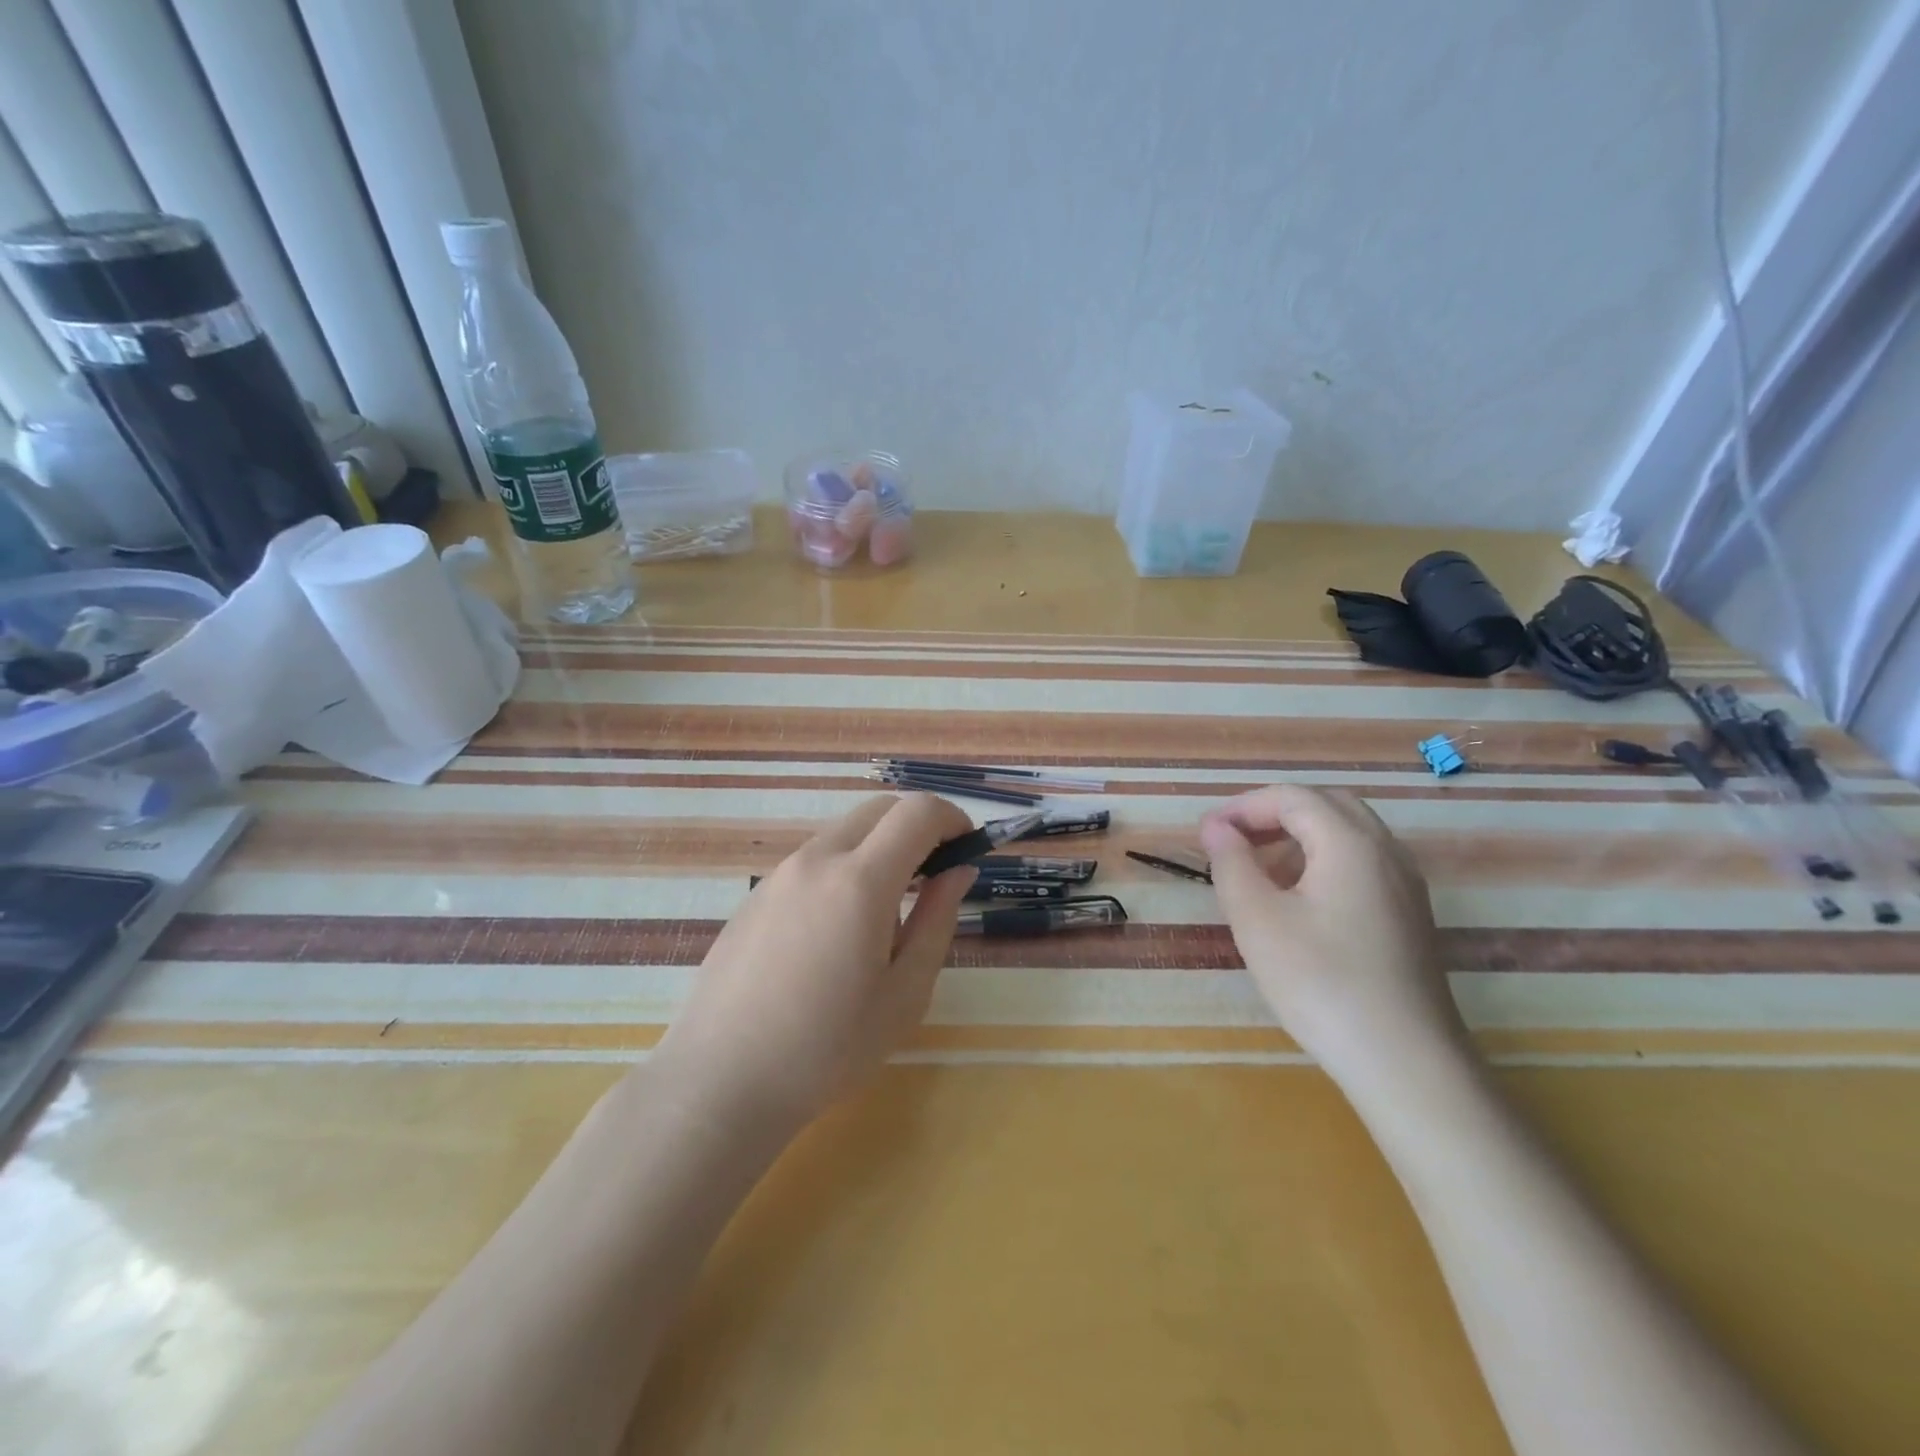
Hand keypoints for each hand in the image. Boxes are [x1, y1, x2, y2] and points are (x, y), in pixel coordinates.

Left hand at [654, 793, 976, 1138]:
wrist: (721, 1081)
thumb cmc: (828, 1048)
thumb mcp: (905, 992)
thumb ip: (938, 919)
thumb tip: (958, 870)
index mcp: (860, 880)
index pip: (917, 812)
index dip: (953, 818)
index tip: (968, 848)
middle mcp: (817, 860)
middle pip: (879, 810)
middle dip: (917, 826)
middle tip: (935, 874)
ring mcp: (779, 875)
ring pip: (843, 833)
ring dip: (878, 848)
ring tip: (886, 914)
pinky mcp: (755, 895)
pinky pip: (812, 861)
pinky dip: (843, 868)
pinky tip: (835, 933)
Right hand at [1199, 785, 1465, 1082]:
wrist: (1406, 1062)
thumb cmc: (1321, 983)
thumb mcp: (1258, 920)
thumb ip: (1232, 864)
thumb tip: (1217, 828)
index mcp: (1351, 843)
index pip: (1293, 797)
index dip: (1243, 806)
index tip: (1206, 832)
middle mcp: (1386, 851)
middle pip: (1326, 805)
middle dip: (1273, 813)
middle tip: (1233, 840)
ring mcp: (1406, 884)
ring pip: (1348, 833)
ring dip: (1298, 835)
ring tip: (1257, 867)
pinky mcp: (1409, 915)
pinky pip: (1362, 862)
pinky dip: (1323, 860)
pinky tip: (1298, 899)